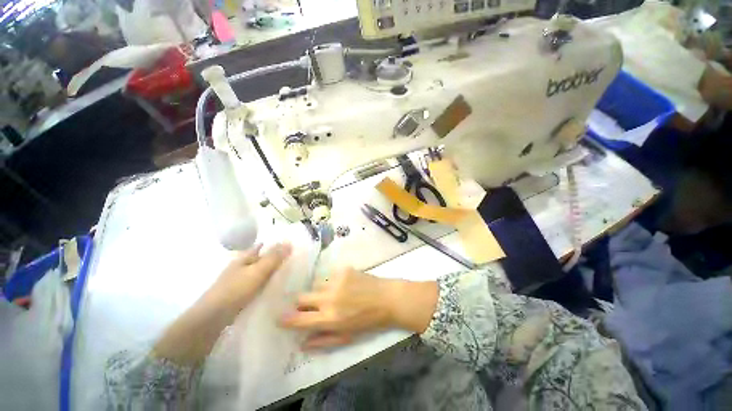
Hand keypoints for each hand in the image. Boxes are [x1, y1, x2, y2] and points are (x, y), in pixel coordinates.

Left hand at [208, 242, 292, 310]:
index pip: (260, 246)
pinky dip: (265, 284)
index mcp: (244, 258)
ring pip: (258, 272)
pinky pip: (257, 285)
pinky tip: (274, 288)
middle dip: (273, 258)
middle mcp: (241, 267)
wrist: (213, 317)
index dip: (273, 244)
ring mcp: (239, 281)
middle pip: (260, 259)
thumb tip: (289, 241)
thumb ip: (274, 258)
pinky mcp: (239, 294)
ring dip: (270, 272)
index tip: (288, 245)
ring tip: (287, 273)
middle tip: (291, 259)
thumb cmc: (236, 289)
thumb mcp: (258, 271)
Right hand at [279, 268, 437, 349]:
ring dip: (318, 291)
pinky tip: (344, 285)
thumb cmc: (368, 321)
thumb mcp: (347, 336)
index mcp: (330, 318)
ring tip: (333, 295)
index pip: (298, 319)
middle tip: (311, 306)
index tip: (280, 318)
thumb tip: (302, 343)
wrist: (387, 298)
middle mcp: (329, 298)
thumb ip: (323, 340)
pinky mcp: (343, 269)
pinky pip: (328, 276)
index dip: (286, 319)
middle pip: (301, 297)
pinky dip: (331, 282)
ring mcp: (336, 280)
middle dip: (302, 303)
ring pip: (315, 285)